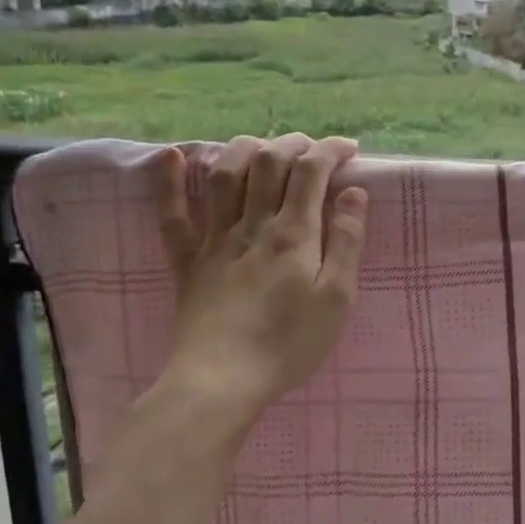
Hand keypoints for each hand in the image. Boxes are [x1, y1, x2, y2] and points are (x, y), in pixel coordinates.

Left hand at [154, 133, 369, 433]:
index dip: (330, 150)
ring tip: (261, 146)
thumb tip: (354, 192)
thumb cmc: (288, 343)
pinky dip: (170, 182)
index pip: (311, 171)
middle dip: (293, 143)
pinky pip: (173, 215)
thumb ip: (347, 241)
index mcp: (293, 234)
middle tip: (312, 149)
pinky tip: (173, 157)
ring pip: (224, 175)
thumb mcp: (337, 298)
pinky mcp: (187, 261)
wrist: (222, 380)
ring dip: (243, 149)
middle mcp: (252, 224)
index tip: (349, 149)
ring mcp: (213, 239)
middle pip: (268, 162)